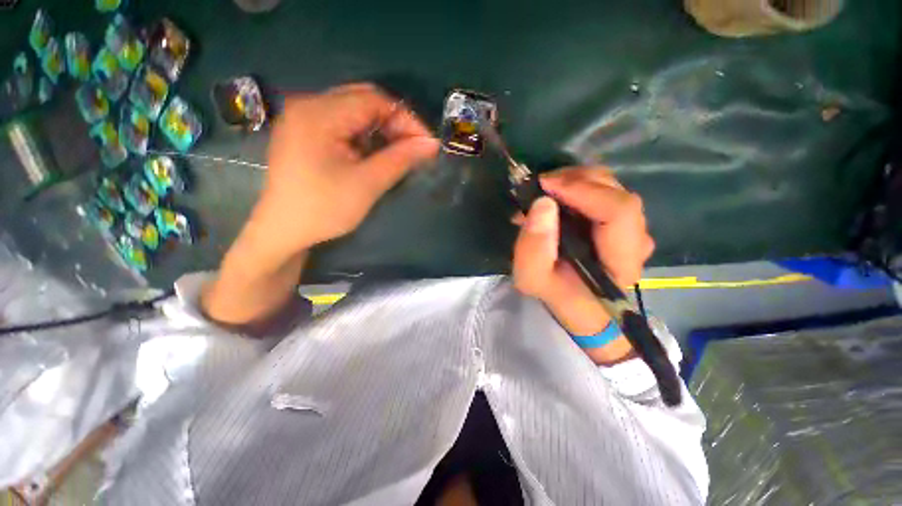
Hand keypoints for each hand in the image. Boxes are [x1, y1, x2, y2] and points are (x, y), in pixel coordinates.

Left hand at [250, 83, 439, 261]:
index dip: (406, 119)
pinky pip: (342, 122)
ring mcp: (303, 118)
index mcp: (319, 113)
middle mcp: (308, 105)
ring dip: (380, 129)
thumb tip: (431, 144)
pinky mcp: (304, 132)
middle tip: (414, 148)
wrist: (283, 231)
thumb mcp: (367, 184)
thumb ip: (400, 159)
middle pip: (363, 100)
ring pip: (354, 111)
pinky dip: (364, 135)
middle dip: (394, 122)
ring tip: (398, 152)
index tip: (426, 144)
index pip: (374, 100)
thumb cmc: (324, 209)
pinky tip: (373, 153)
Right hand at [512, 167, 653, 338]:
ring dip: (574, 182)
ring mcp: (632, 227)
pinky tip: (556, 197)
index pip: (619, 211)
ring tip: (544, 193)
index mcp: (621, 260)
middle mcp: (636, 239)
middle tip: (540, 186)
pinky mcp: (621, 221)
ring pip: (610, 187)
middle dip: (575, 181)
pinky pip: (603, 192)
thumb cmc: (557, 293)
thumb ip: (534, 247)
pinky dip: (577, 187)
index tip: (545, 185)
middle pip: (616, 192)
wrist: (577, 302)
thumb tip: (542, 203)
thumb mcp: (532, 278)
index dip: (583, 191)